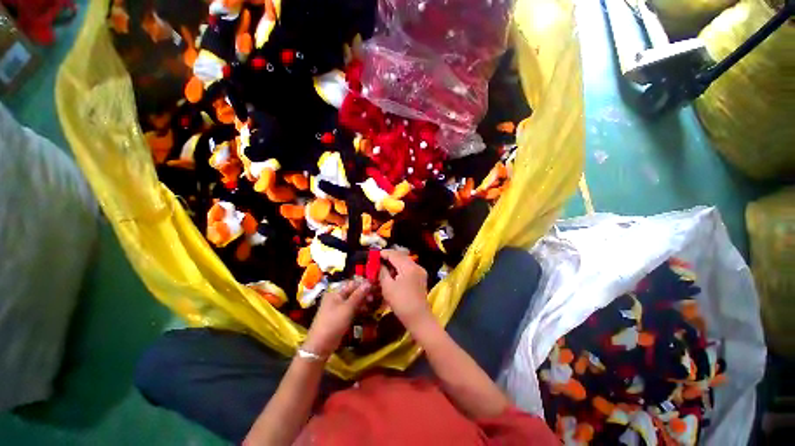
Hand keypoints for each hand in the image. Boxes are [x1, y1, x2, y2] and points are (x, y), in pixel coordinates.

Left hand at [304, 280, 370, 354]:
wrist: (320, 346)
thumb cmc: (333, 323)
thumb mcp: (348, 308)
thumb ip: (358, 295)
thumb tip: (368, 282)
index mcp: (335, 293)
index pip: (352, 284)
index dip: (363, 284)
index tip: (375, 287)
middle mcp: (336, 298)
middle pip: (352, 292)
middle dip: (364, 293)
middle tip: (374, 297)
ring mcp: (337, 308)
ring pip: (352, 301)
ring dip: (362, 301)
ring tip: (372, 304)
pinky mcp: (339, 317)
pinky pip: (351, 309)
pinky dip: (358, 309)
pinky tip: (366, 311)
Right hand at [378, 250, 430, 328]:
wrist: (418, 318)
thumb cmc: (401, 302)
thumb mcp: (387, 287)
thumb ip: (382, 272)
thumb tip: (379, 264)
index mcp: (408, 266)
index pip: (394, 254)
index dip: (383, 253)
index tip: (373, 255)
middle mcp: (416, 265)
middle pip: (400, 256)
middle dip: (389, 257)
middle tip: (377, 260)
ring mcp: (420, 271)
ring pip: (405, 261)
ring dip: (394, 262)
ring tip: (384, 266)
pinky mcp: (421, 277)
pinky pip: (409, 268)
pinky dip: (400, 268)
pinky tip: (393, 273)